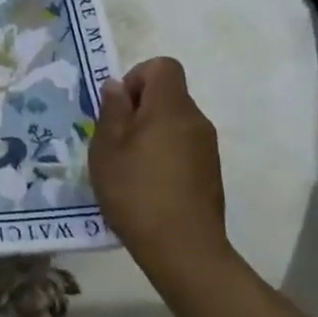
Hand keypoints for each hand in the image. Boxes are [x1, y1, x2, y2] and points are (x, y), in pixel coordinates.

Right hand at [90, 57, 232, 290]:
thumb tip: (116, 86)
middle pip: (168, 94)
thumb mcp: (107, 149)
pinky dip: (164, 153)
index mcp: (171, 108)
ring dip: (150, 132)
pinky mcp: (210, 172)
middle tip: (115, 141)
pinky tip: (147, 184)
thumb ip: (111, 111)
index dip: (137, 78)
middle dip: (139, 108)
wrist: (184, 250)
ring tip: (128, 165)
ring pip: (174, 121)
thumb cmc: (137, 192)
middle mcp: (196, 120)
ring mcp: (207, 148)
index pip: (163, 66)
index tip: (120, 108)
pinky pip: (183, 145)